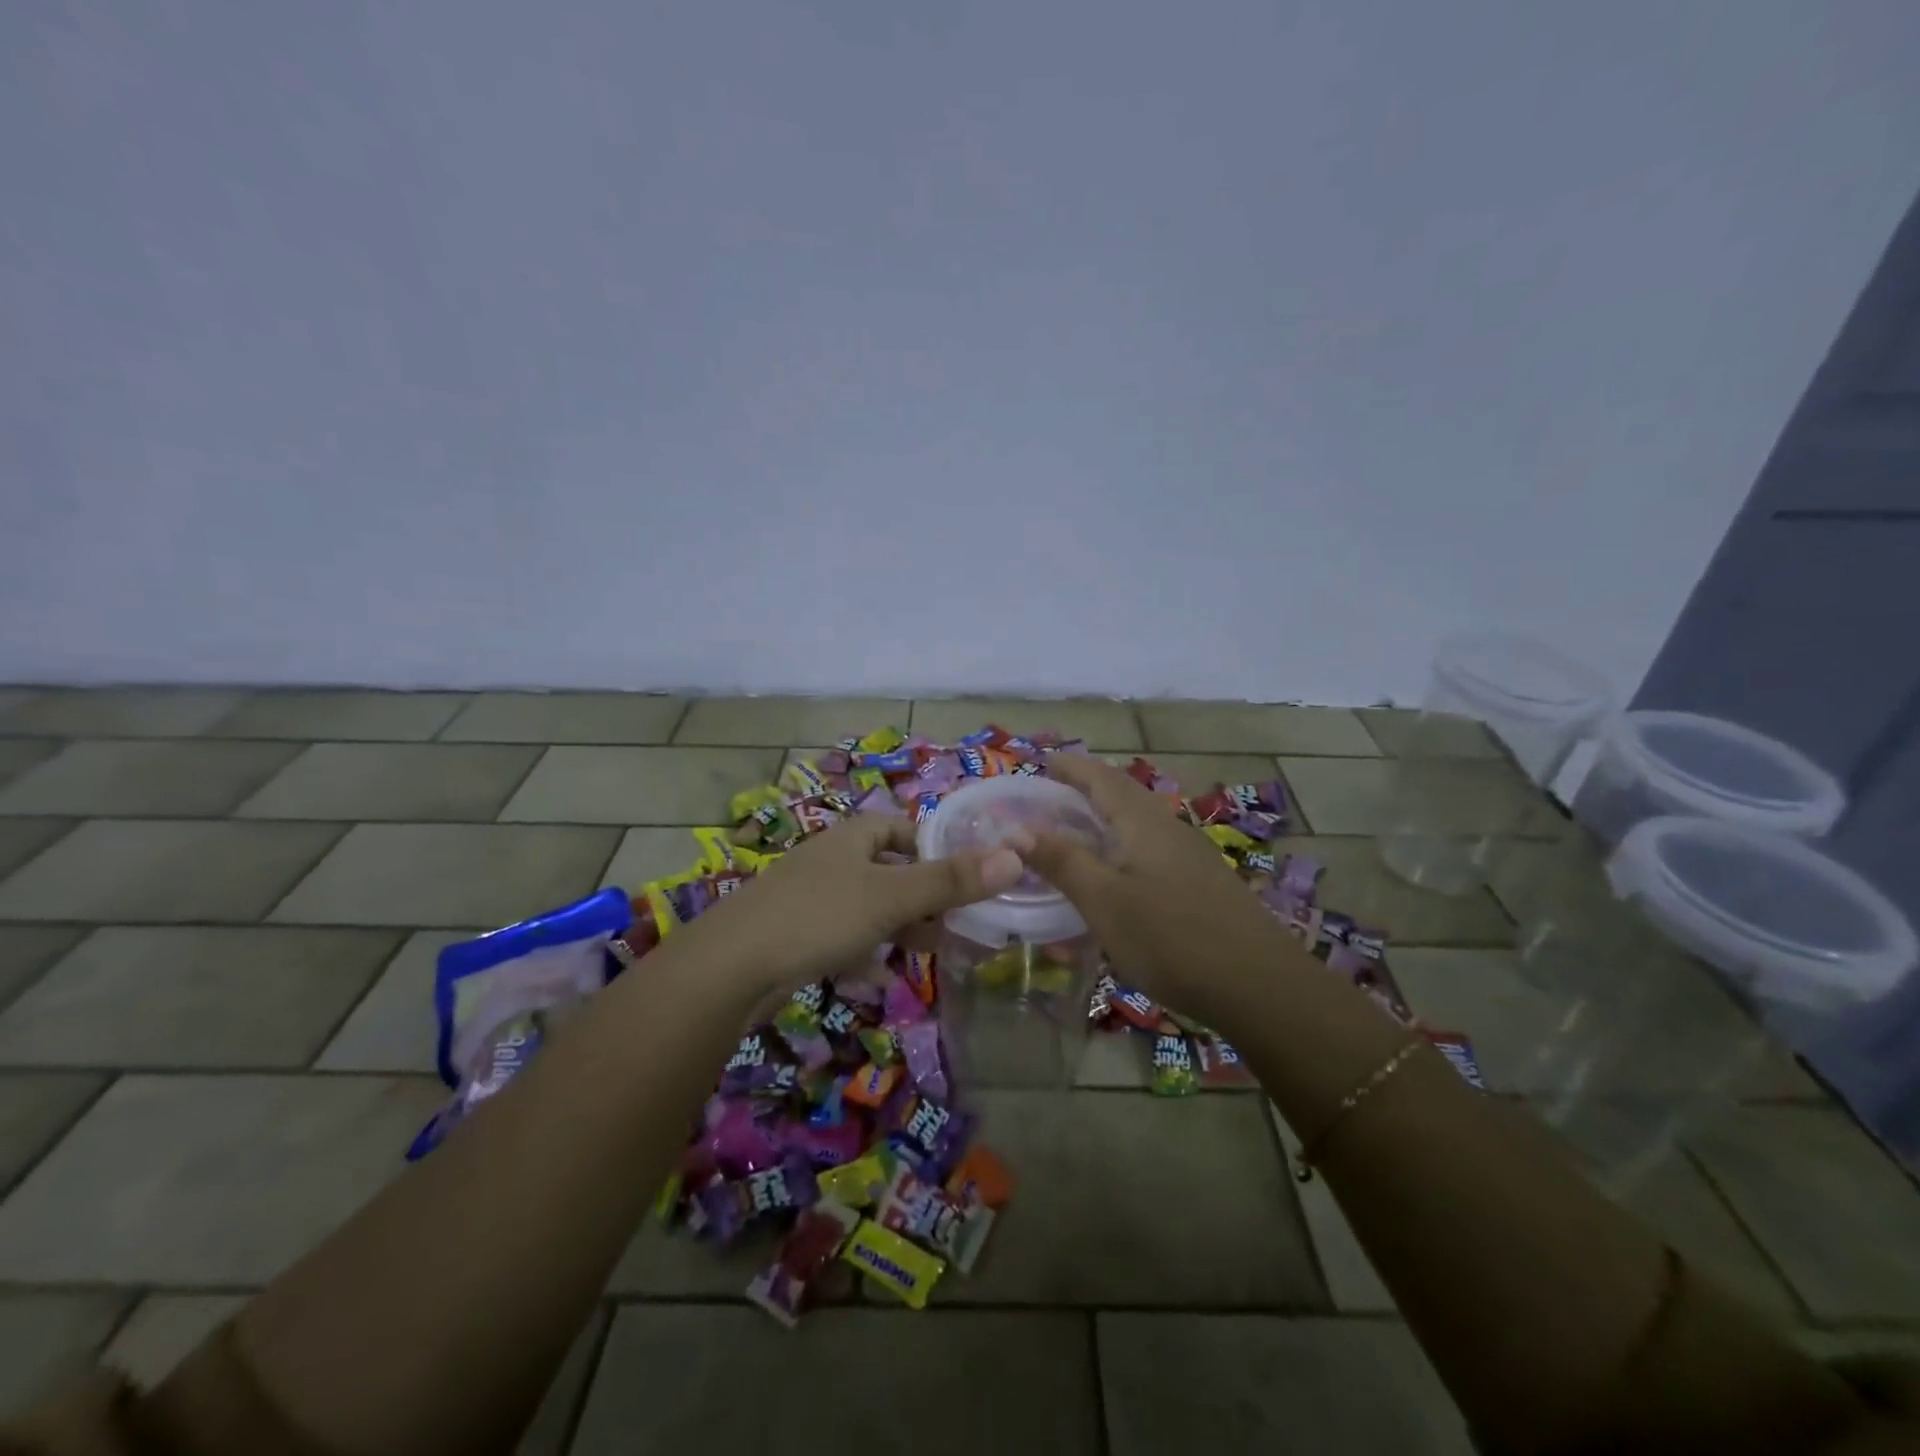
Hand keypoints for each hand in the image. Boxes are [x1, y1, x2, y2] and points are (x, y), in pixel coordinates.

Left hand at [688, 814, 1023, 997]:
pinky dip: (866, 954)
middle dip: (923, 894)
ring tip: (932, 950)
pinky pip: (843, 938)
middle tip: (959, 920)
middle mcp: (831, 861)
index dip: (935, 846)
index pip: (903, 828)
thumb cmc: (818, 916)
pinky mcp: (795, 936)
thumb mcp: (891, 897)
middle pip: (888, 868)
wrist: (729, 968)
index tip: (967, 874)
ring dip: (899, 926)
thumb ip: (951, 881)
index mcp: (852, 838)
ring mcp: (810, 899)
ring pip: (867, 906)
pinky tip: (883, 979)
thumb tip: (1015, 856)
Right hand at [1024, 754, 1287, 1019]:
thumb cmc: (1171, 938)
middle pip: (1122, 794)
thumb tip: (1017, 830)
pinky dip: (1121, 847)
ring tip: (1074, 832)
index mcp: (1142, 822)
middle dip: (1085, 789)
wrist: (1259, 986)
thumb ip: (1062, 862)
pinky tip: (1114, 875)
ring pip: (1138, 823)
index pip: (1100, 777)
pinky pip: (1150, 849)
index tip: (1041, 762)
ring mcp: (1190, 855)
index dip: (1070, 767)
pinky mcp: (1201, 883)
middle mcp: (1168, 827)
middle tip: (1049, 798)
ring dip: (1104, 819)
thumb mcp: (1104, 901)